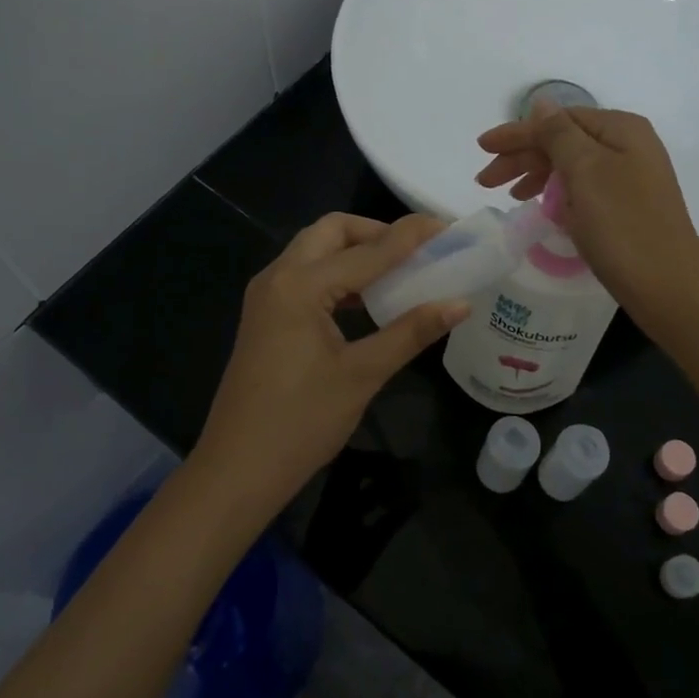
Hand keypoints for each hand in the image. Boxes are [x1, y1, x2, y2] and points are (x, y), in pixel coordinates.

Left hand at [191, 213, 467, 514]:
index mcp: (300, 285)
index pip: (368, 250)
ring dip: (356, 252)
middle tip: (418, 252)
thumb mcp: (363, 374)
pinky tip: (367, 299)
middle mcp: (278, 276)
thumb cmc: (301, 422)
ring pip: (316, 251)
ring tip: (400, 272)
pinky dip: (338, 275)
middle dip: (377, 233)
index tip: (449, 228)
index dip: (411, 237)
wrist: (238, 469)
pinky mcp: (265, 315)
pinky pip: (305, 275)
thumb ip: (411, 332)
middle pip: (332, 231)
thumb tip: (460, 304)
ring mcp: (267, 295)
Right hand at [476, 106, 698, 335]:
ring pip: (571, 165)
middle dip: (523, 156)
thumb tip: (541, 103)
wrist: (669, 286)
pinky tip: (542, 206)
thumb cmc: (622, 225)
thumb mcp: (586, 171)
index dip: (517, 133)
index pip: (557, 120)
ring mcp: (630, 177)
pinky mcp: (627, 206)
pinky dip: (558, 193)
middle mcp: (629, 145)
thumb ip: (559, 134)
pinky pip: (583, 188)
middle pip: (563, 141)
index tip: (481, 148)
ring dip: (537, 174)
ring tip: (510, 195)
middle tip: (485, 180)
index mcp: (620, 129)